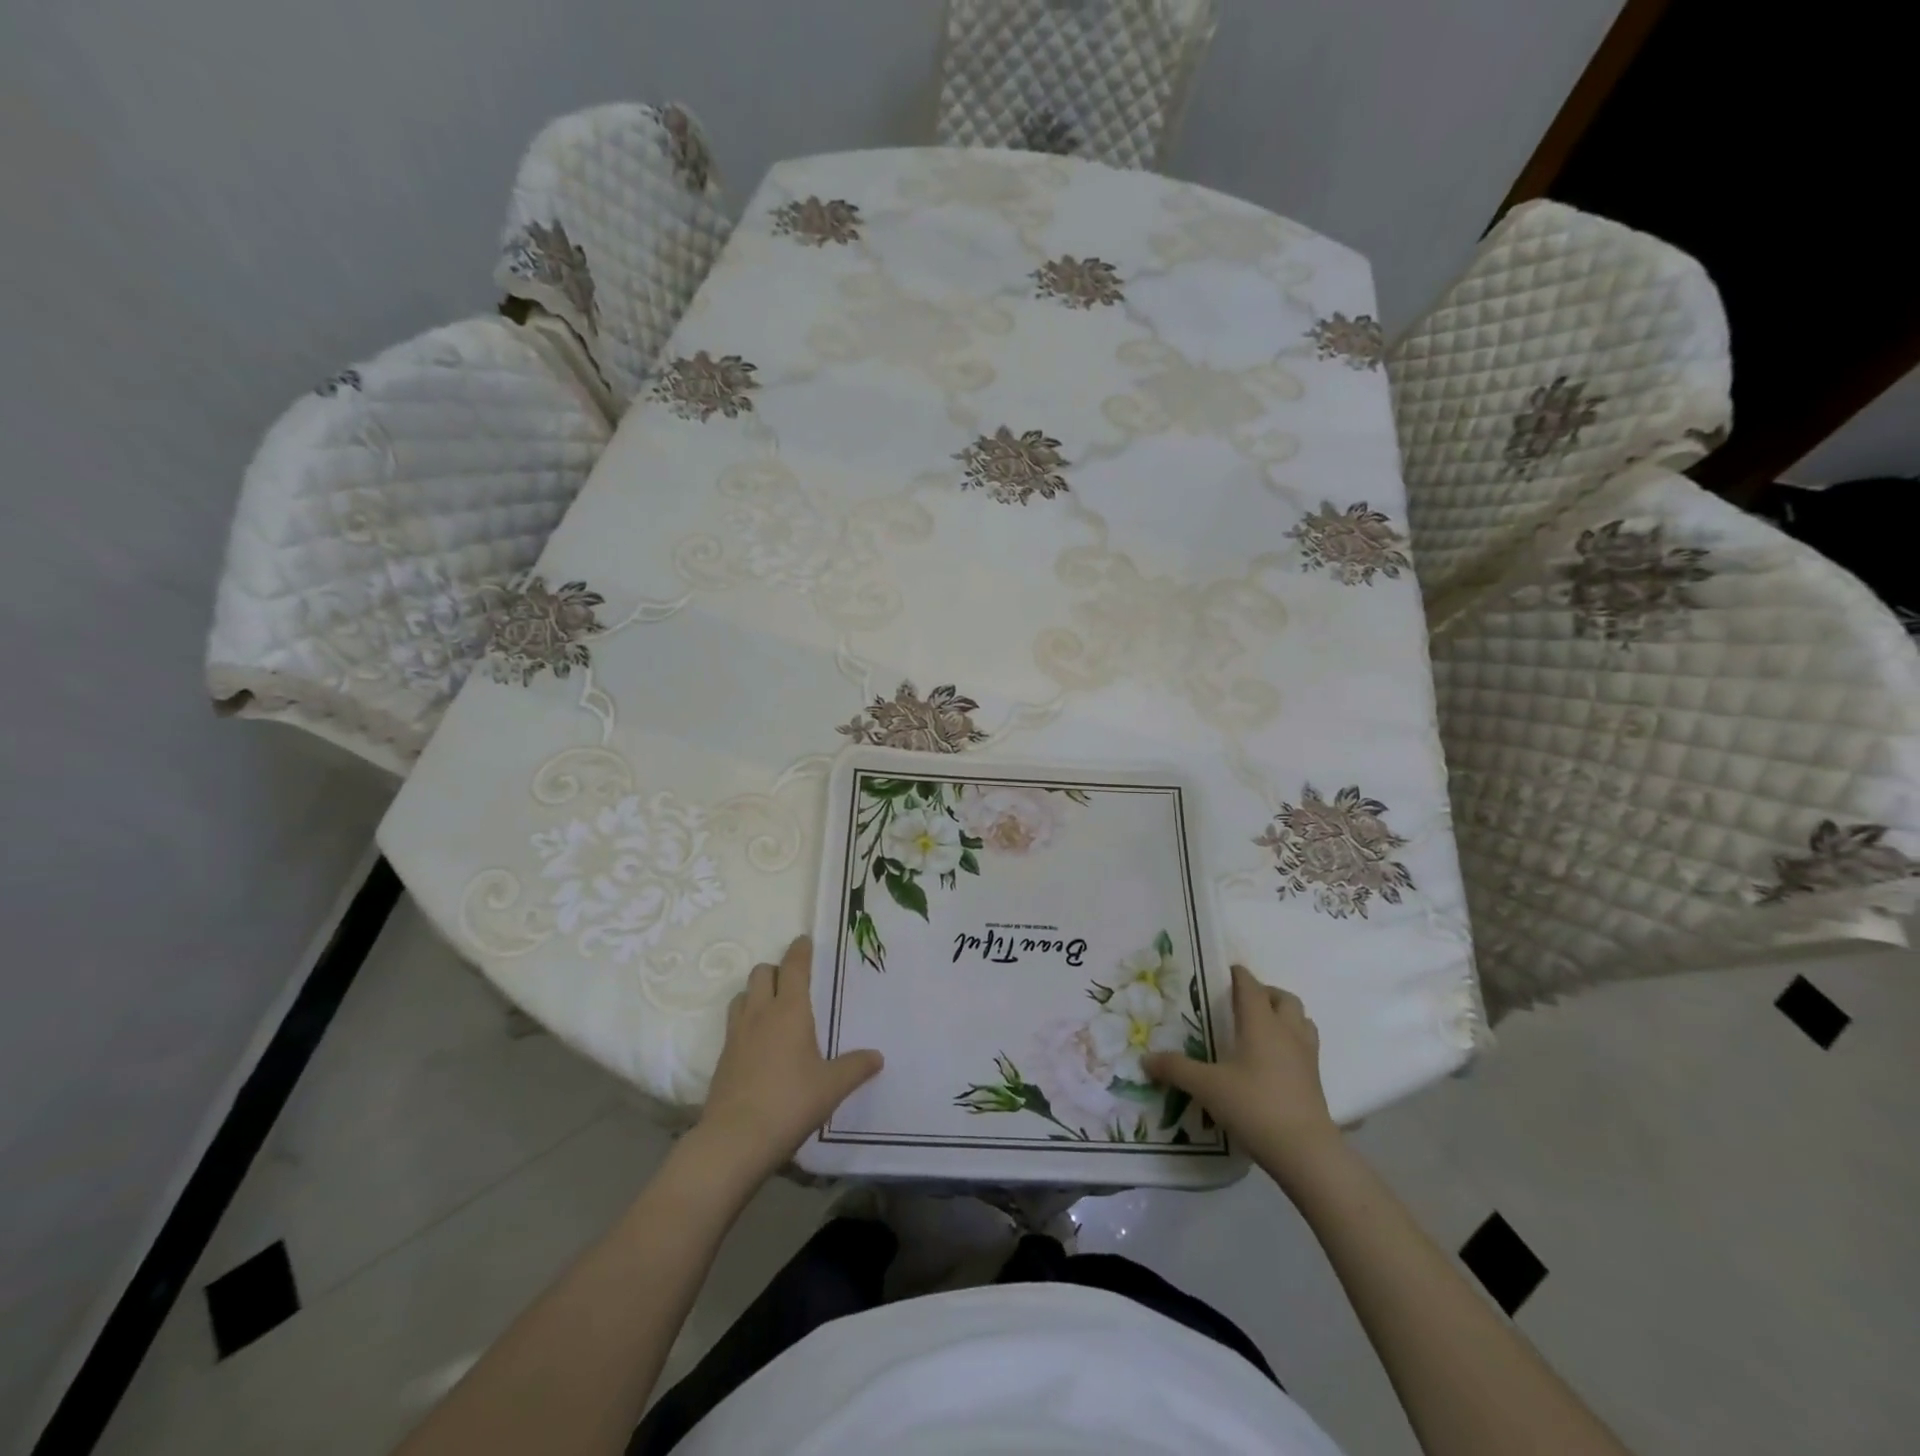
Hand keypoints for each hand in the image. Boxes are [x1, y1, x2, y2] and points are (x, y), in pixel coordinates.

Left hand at [692, 936, 882, 1180]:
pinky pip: (734, 1023)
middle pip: (761, 973)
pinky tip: (759, 1043)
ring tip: (773, 1008)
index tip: (804, 940)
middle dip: (776, 970)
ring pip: (742, 995)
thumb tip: (877, 1057)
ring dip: (756, 993)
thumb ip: (856, 1067)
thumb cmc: (790, 1102)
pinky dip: (746, 1020)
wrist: (735, 1139)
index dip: (799, 950)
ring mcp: (736, 1034)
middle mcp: (760, 1013)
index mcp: (789, 1010)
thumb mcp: (832, 1086)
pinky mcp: (723, 1057)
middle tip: (793, 982)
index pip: (793, 966)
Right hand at [1142, 963, 1339, 1180]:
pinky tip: (1274, 1060)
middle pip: (1284, 999)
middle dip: (1265, 994)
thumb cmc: (1255, 1106)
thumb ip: (1176, 1069)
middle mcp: (1287, 1032)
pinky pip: (1306, 1046)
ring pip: (1302, 1021)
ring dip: (1285, 1016)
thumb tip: (1145, 1059)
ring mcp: (1306, 1056)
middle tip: (1243, 1003)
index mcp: (1261, 1024)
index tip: (1225, 972)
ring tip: (1262, 1028)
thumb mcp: (1207, 1087)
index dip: (1238, 975)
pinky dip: (1292, 1042)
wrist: (1306, 1152)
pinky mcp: (1315, 1081)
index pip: (1251, 986)